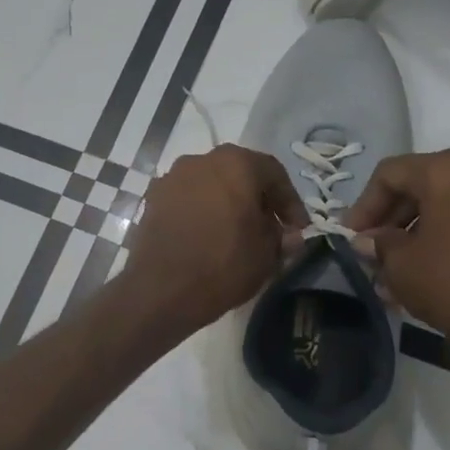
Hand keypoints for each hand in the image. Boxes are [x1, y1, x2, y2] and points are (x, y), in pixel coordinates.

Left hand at [123, 145, 307, 334]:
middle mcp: (201, 160)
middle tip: (269, 228)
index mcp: (236, 163)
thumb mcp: (267, 255)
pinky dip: (201, 212)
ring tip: (236, 233)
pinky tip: (206, 236)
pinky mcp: (152, 199)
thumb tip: (288, 235)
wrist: (161, 289)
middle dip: (257, 200)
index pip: (274, 173)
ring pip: (211, 185)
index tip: (297, 228)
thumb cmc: (223, 265)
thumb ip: (281, 237)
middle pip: (240, 174)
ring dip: (227, 204)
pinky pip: (187, 200)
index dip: (290, 202)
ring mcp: (172, 177)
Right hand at [347, 149, 449, 389]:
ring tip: (391, 269)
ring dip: (413, 232)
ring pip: (444, 205)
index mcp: (448, 171)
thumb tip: (366, 241)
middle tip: (369, 251)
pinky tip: (422, 271)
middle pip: (419, 185)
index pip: (390, 174)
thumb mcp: (400, 263)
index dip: (363, 205)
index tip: (350, 236)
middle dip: (389, 219)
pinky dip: (442, 237)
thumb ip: (378, 243)